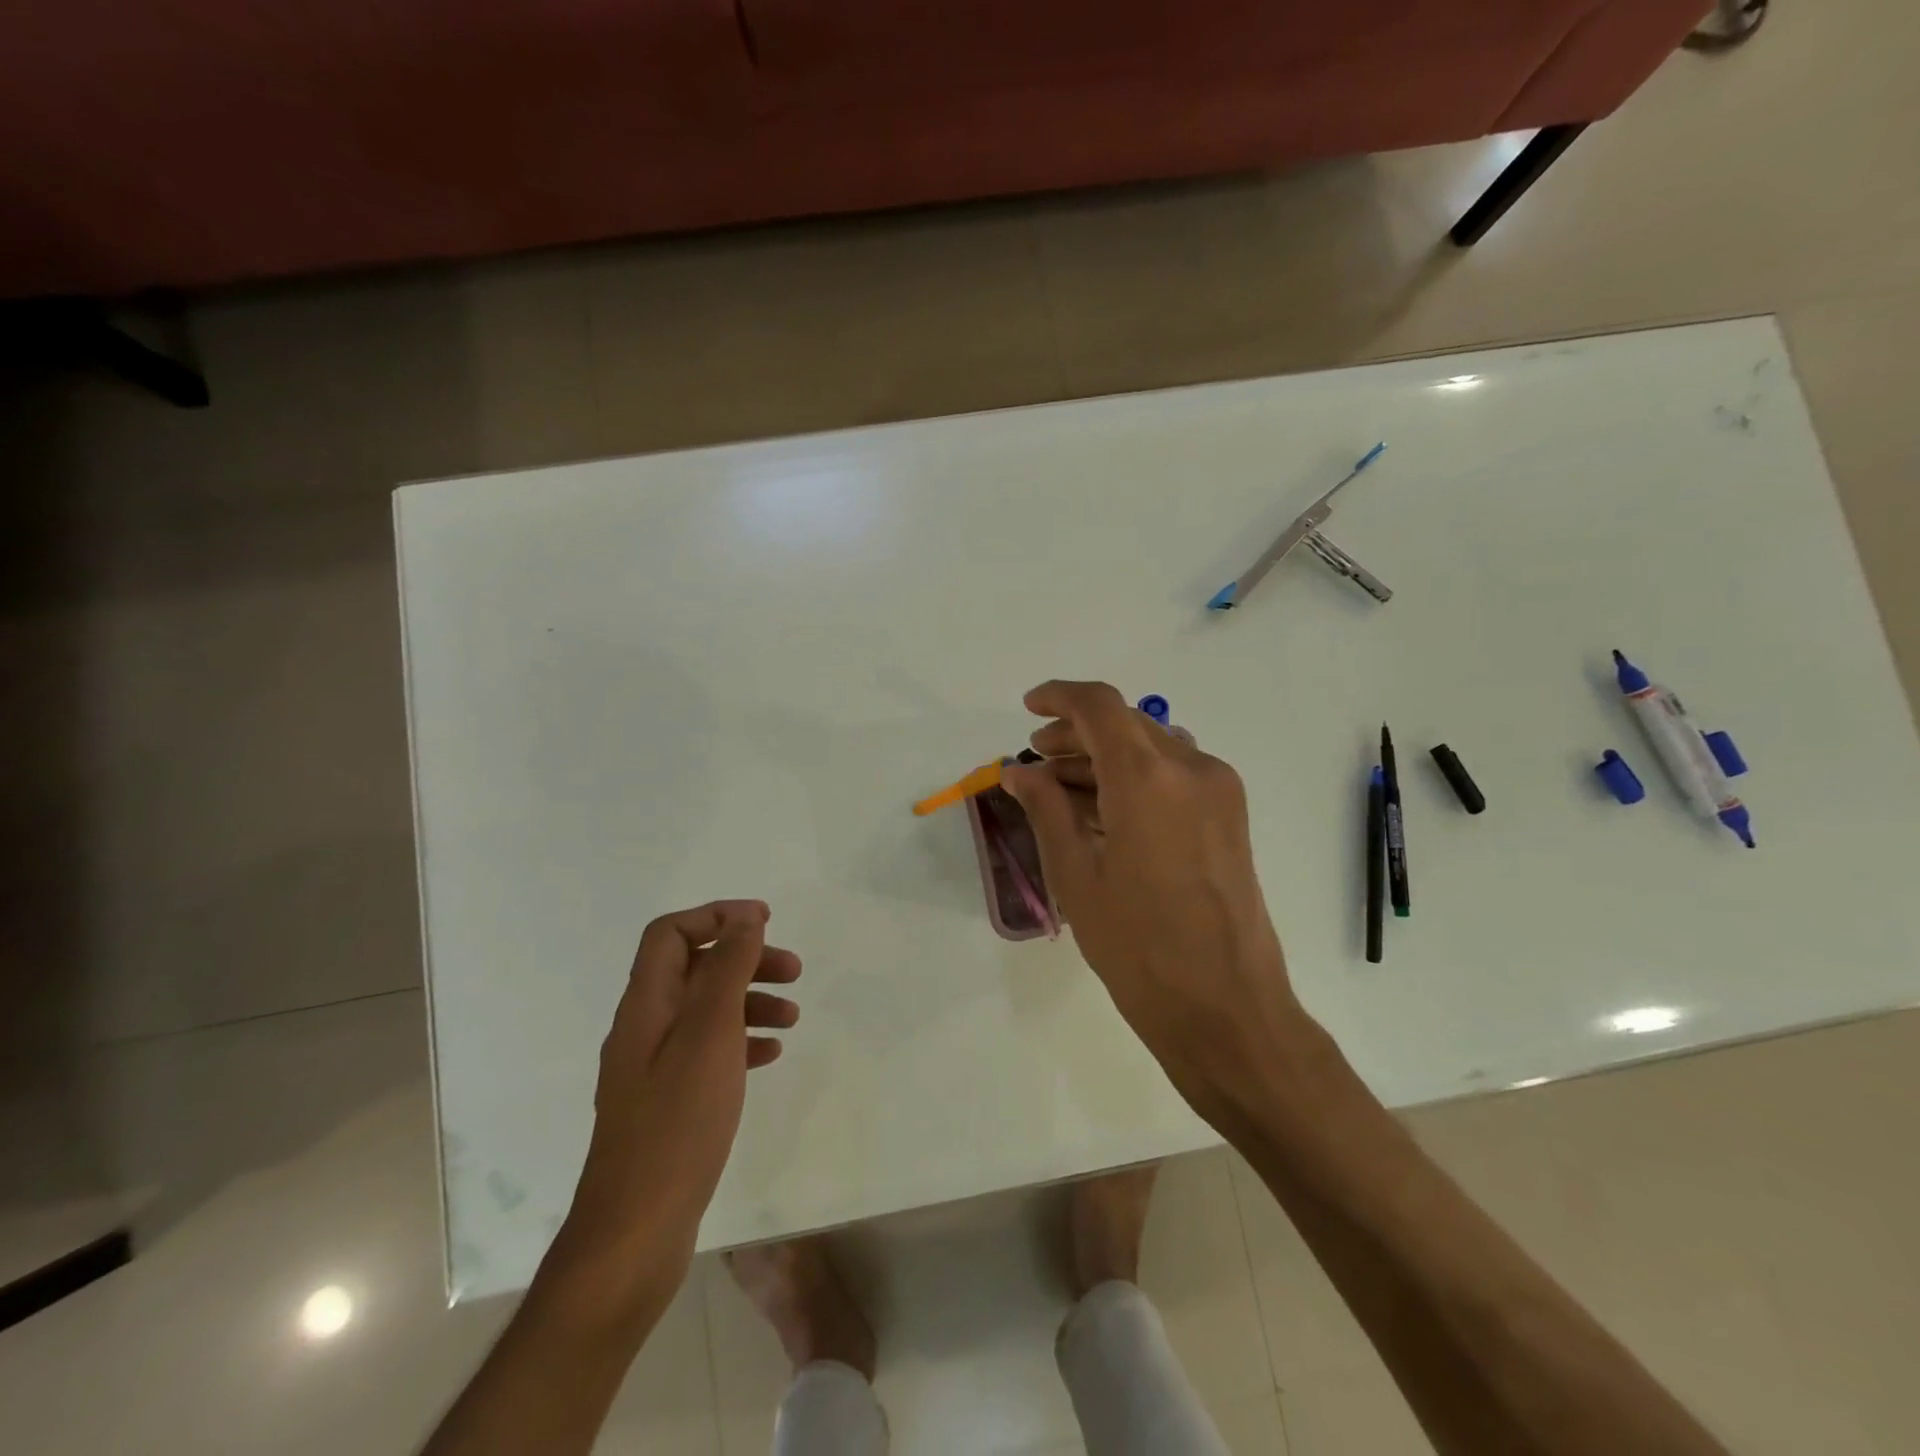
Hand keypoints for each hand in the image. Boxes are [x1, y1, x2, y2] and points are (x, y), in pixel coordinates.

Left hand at [559, 900, 799, 1298]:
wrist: (636, 1230)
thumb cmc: (678, 1121)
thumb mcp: (710, 1032)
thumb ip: (728, 968)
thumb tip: (745, 917)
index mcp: (646, 1004)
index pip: (670, 933)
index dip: (716, 915)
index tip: (766, 922)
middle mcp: (645, 1028)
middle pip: (695, 969)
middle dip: (745, 959)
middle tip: (794, 970)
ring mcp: (654, 1068)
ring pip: (706, 1010)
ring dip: (750, 1000)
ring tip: (793, 1016)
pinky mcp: (669, 1101)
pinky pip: (709, 1050)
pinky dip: (742, 1040)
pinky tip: (771, 1054)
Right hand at [1001, 681, 1299, 1114]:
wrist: (1227, 1008)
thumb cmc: (1138, 947)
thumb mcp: (1076, 876)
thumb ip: (1046, 810)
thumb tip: (1020, 771)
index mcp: (1148, 778)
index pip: (1099, 706)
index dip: (1059, 697)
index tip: (1028, 708)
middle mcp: (1191, 768)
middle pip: (1127, 723)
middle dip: (1077, 734)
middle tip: (1037, 761)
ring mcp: (1219, 791)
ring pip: (1152, 747)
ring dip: (1105, 756)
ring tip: (1063, 790)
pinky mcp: (1231, 816)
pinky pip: (1175, 774)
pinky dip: (1135, 777)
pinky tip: (1105, 811)